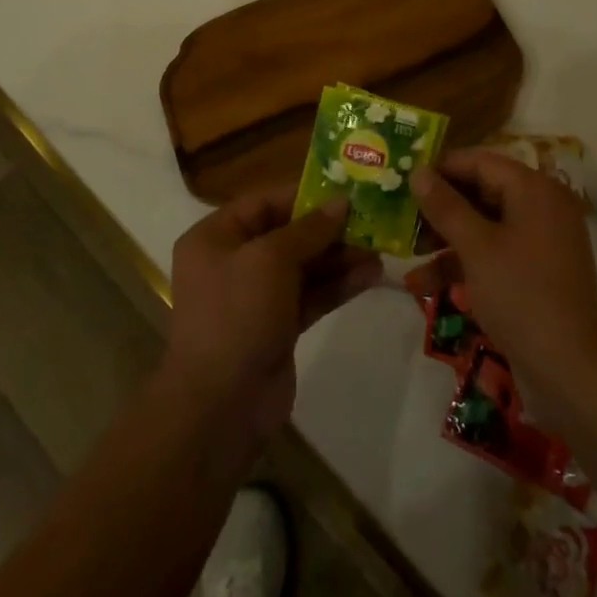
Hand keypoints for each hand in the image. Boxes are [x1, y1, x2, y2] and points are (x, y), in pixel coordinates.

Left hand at [164, 186, 382, 444]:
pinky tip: (371, 275)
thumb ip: (309, 229)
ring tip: (380, 248)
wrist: (221, 407)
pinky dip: (338, 285)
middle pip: (287, 234)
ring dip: (340, 258)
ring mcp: (256, 298)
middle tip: (371, 219)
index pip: (263, 203)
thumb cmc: (237, 314)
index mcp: (216, 237)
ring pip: (304, 266)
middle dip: (329, 229)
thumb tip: (341, 202)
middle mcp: (233, 262)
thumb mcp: (271, 259)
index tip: (345, 189)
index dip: (304, 195)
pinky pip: (311, 296)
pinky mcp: (278, 327)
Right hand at [410, 148, 596, 405]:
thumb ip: (445, 205)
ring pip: (483, 226)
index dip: (441, 167)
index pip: (480, 161)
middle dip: (439, 206)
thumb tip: (418, 171)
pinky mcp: (534, 273)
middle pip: (481, 192)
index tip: (403, 177)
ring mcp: (539, 242)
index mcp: (534, 190)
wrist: (572, 372)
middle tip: (399, 214)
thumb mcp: (476, 247)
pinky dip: (463, 264)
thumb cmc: (521, 295)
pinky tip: (422, 284)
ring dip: (445, 239)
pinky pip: (493, 253)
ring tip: (404, 252)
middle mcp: (540, 207)